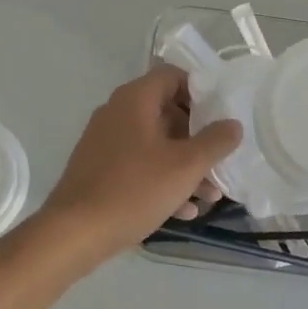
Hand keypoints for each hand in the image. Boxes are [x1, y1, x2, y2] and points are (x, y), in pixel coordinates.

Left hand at [36, 65, 242, 267]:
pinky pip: (138, 165)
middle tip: (219, 162)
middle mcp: (117, 112)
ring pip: (155, 144)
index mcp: (135, 99)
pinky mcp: (99, 169)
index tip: (221, 117)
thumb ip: (215, 141)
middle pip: (167, 112)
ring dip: (184, 166)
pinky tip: (183, 211)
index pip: (173, 76)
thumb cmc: (134, 189)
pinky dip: (162, 180)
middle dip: (197, 139)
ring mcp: (105, 141)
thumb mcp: (185, 166)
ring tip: (210, 196)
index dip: (201, 92)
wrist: (74, 232)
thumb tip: (233, 124)